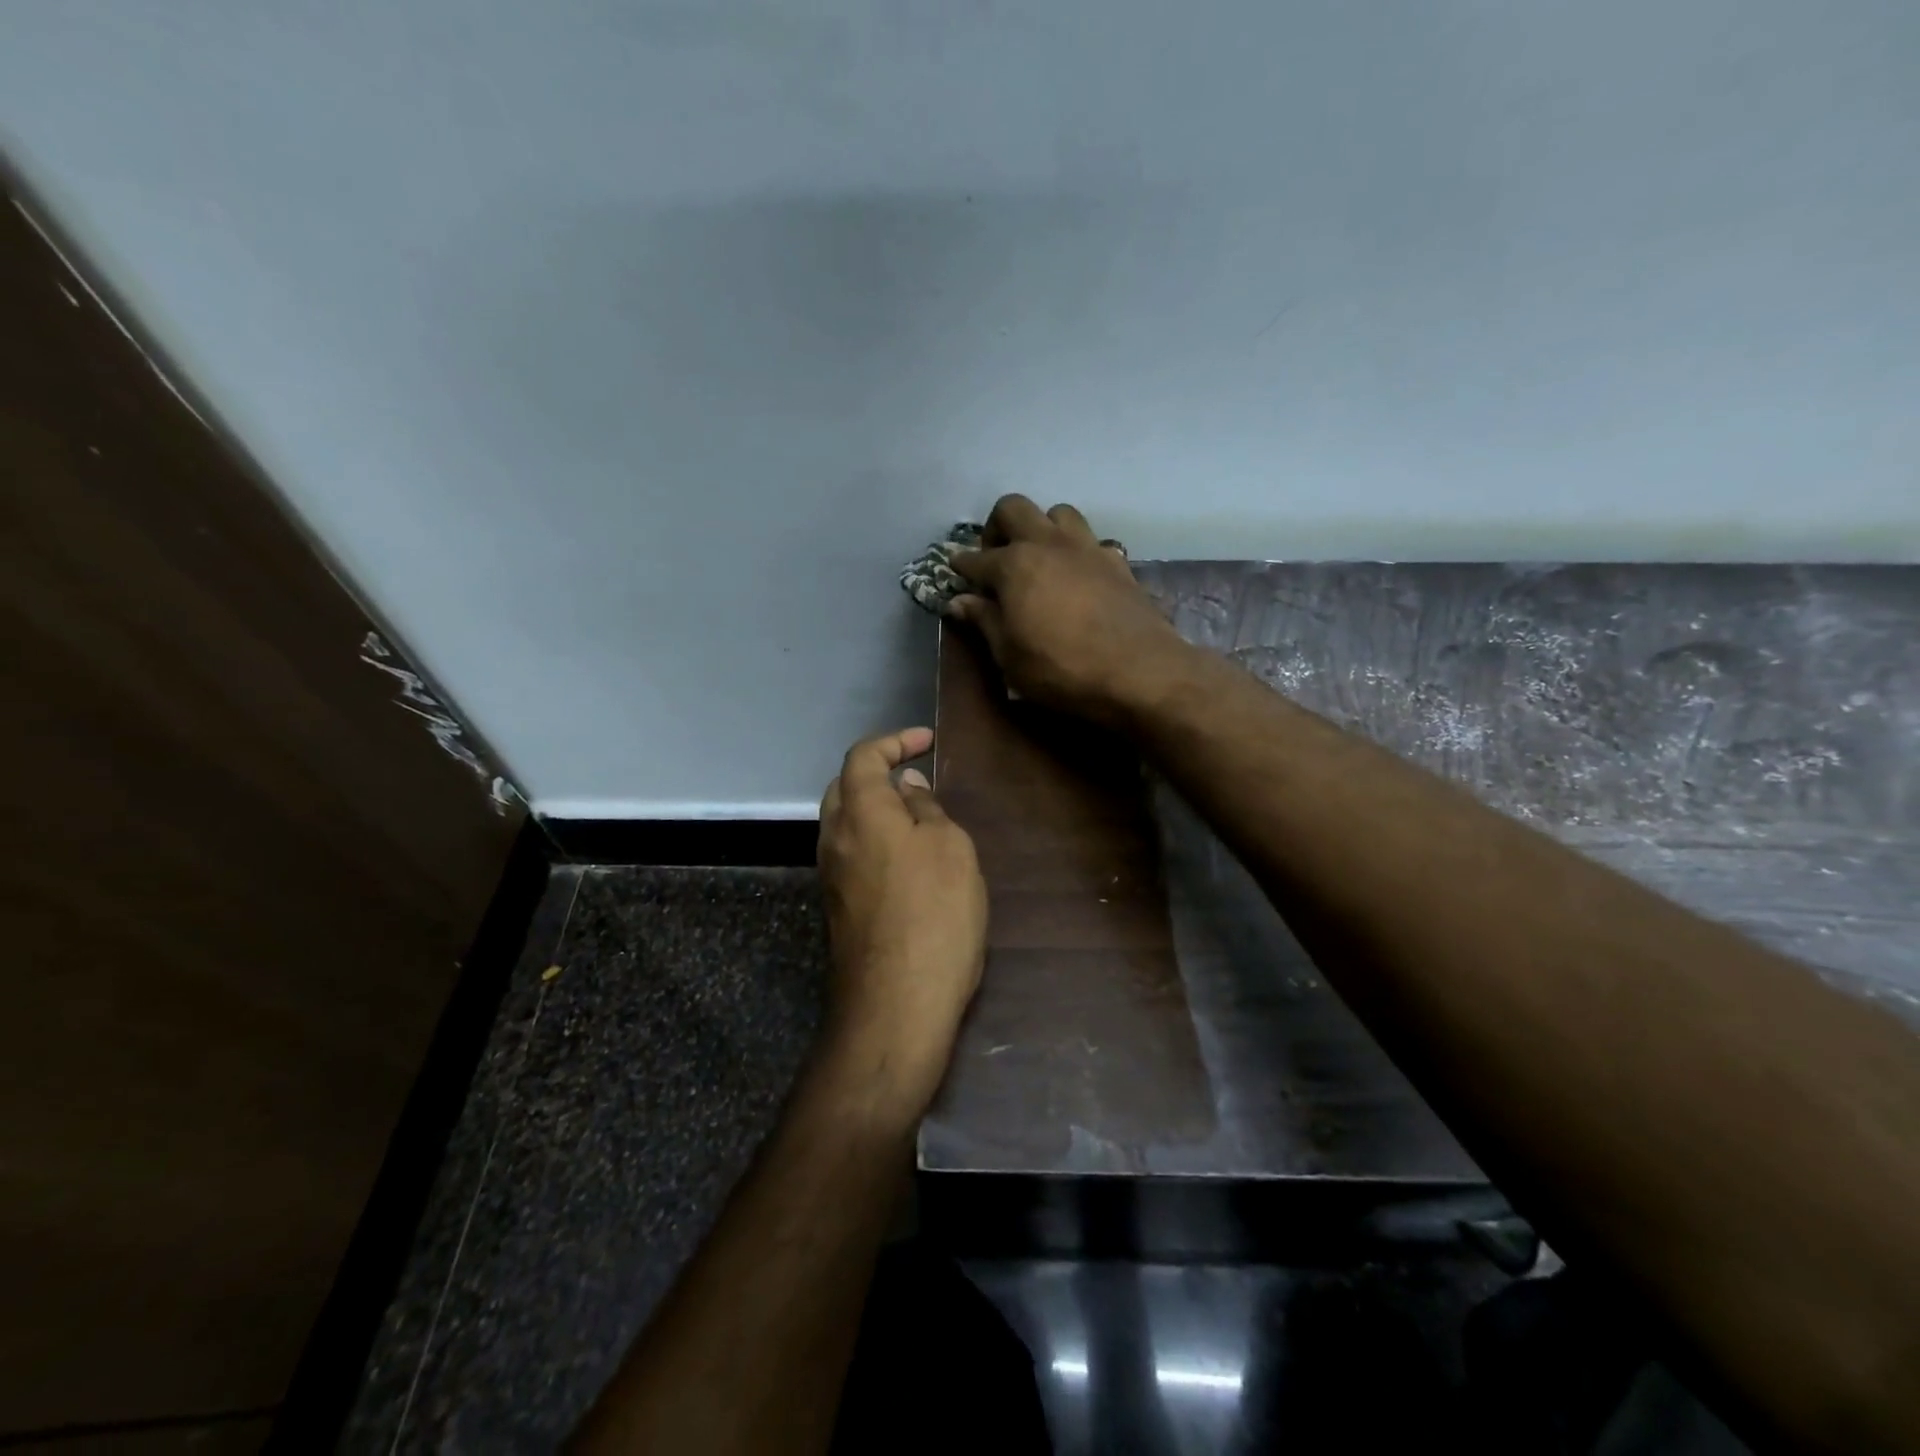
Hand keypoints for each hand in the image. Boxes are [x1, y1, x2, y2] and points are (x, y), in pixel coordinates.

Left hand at [816, 727, 986, 1116]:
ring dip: (875, 807)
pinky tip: (906, 858)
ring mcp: (830, 875)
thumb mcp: (949, 849)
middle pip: (844, 786)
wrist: (895, 1005)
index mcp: (860, 811)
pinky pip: (850, 853)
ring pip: (844, 821)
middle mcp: (833, 837)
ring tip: (917, 815)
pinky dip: (874, 839)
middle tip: (917, 776)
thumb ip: (925, 809)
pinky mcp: (837, 906)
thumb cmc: (934, 914)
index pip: (864, 756)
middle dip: (877, 771)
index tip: (928, 741)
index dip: (895, 741)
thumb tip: (906, 787)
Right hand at [951, 495, 1191, 726]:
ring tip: (1039, 559)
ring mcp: (1087, 548)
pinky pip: (1091, 542)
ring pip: (1058, 513)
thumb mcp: (1010, 656)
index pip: (976, 558)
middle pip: (1014, 508)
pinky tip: (1077, 577)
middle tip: (996, 558)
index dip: (961, 566)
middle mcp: (1049, 544)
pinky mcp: (1118, 563)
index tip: (955, 571)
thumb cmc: (1061, 669)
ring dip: (1042, 528)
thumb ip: (984, 622)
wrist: (1140, 672)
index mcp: (1014, 565)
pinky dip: (1077, 552)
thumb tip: (959, 602)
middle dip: (997, 527)